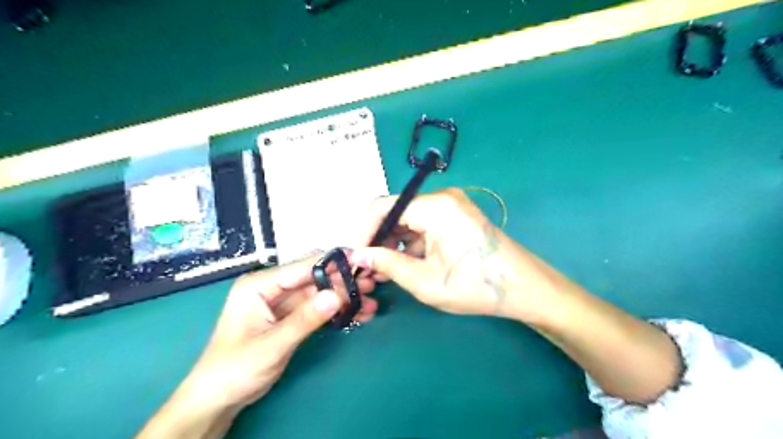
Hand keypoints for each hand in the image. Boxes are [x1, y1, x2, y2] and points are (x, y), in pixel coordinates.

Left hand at [137, 256, 378, 436]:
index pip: (302, 267)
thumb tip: (338, 295)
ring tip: (370, 302)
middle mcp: (272, 287)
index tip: (361, 263)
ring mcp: (282, 302)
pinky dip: (336, 311)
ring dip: (344, 297)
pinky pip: (318, 308)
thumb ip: (305, 319)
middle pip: (314, 277)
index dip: (332, 265)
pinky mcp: (291, 316)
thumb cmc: (235, 369)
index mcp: (260, 284)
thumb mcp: (271, 345)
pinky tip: (357, 314)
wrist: (218, 399)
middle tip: (370, 285)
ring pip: (320, 292)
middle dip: (343, 281)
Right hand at [352, 186, 566, 320]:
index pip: (383, 207)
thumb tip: (358, 255)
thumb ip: (387, 264)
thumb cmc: (475, 286)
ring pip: (409, 219)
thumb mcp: (424, 281)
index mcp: (434, 206)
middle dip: (378, 238)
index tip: (354, 255)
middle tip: (367, 267)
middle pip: (396, 212)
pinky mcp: (457, 216)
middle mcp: (442, 197)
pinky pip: (424, 224)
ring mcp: (451, 205)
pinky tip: (404, 263)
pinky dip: (411, 243)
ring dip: (394, 242)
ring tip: (383, 270)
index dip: (363, 231)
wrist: (525, 288)